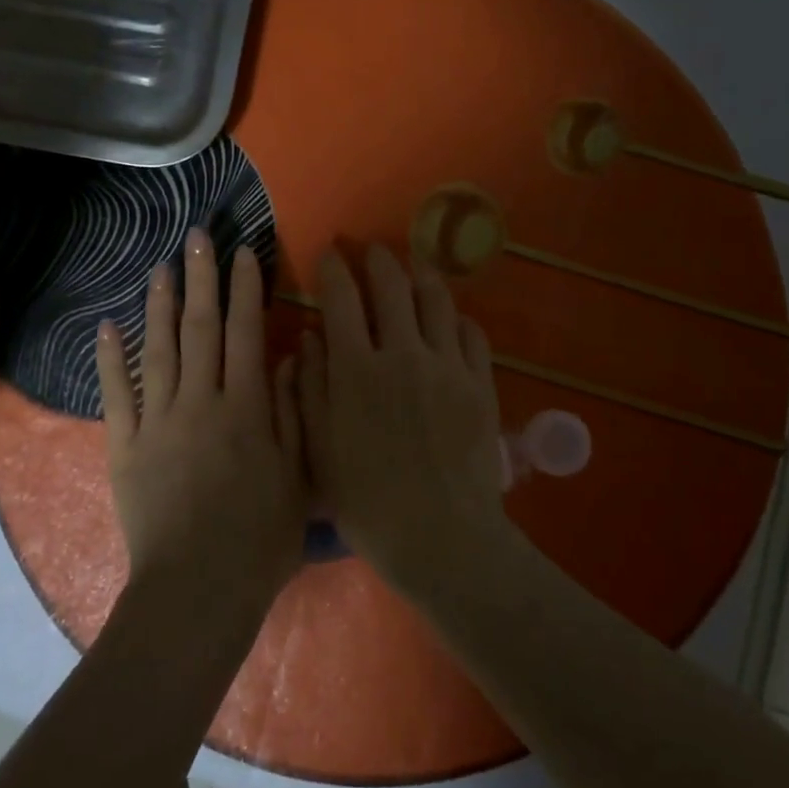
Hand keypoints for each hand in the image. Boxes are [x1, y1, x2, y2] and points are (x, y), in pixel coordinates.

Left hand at [95, 229, 306, 616]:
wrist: (196, 591)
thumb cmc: (259, 540)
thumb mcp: (297, 478)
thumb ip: (292, 413)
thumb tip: (288, 358)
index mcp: (246, 408)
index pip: (247, 332)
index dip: (246, 288)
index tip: (244, 251)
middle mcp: (200, 401)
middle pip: (200, 328)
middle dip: (201, 279)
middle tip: (197, 237)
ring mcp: (157, 421)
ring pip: (158, 350)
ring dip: (158, 304)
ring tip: (160, 266)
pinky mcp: (124, 445)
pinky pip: (117, 394)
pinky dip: (110, 358)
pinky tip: (106, 326)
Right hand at [296, 245, 507, 595]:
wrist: (441, 537)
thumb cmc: (367, 501)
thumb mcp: (320, 448)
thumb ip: (311, 387)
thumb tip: (309, 337)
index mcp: (356, 368)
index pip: (343, 297)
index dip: (334, 268)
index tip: (329, 254)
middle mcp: (402, 352)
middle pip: (392, 285)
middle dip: (378, 259)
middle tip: (371, 251)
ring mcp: (446, 365)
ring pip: (436, 299)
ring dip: (421, 274)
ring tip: (413, 266)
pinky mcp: (479, 382)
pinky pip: (470, 332)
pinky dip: (455, 316)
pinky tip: (449, 317)